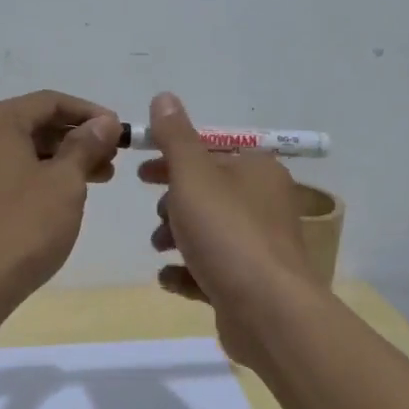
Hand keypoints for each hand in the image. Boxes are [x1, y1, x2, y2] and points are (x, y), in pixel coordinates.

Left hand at [0, 90, 121, 295]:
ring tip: (97, 179)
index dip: (90, 114)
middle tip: (112, 159)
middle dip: (75, 139)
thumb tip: (105, 122)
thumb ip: (86, 145)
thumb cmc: (23, 225)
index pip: (50, 102)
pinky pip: (3, 171)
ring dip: (59, 159)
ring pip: (18, 150)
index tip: (120, 132)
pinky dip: (34, 175)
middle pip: (32, 124)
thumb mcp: (65, 181)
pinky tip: (61, 195)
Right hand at [140, 92, 323, 356]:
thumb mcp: (193, 175)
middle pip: (208, 194)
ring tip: (161, 250)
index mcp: (257, 170)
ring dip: (177, 237)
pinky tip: (170, 278)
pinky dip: (188, 272)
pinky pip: (212, 270)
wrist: (267, 310)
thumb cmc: (227, 232)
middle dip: (174, 204)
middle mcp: (264, 203)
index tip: (142, 173)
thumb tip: (164, 97)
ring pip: (208, 232)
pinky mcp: (251, 284)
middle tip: (158, 216)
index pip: (211, 153)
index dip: (173, 159)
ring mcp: (260, 247)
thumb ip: (175, 137)